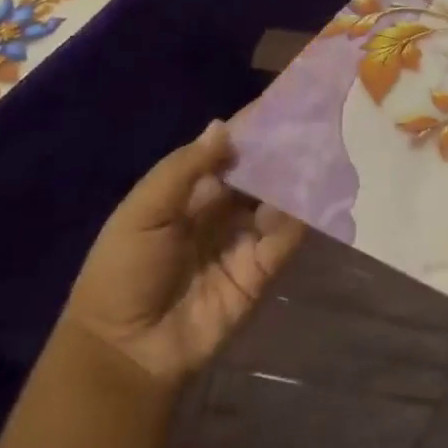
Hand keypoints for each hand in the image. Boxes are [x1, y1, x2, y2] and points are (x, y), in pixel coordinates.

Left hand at [61, 121, 304, 386]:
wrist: (128, 347)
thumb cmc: (123, 273)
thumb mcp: (142, 213)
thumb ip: (183, 170)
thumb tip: (224, 126)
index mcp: (190, 193)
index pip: (229, 152)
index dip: (253, 128)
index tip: (285, 100)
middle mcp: (224, 211)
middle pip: (261, 173)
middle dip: (285, 150)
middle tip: (318, 123)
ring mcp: (246, 239)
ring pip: (280, 201)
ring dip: (298, 179)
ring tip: (324, 153)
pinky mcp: (264, 268)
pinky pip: (287, 237)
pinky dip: (300, 217)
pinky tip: (311, 197)